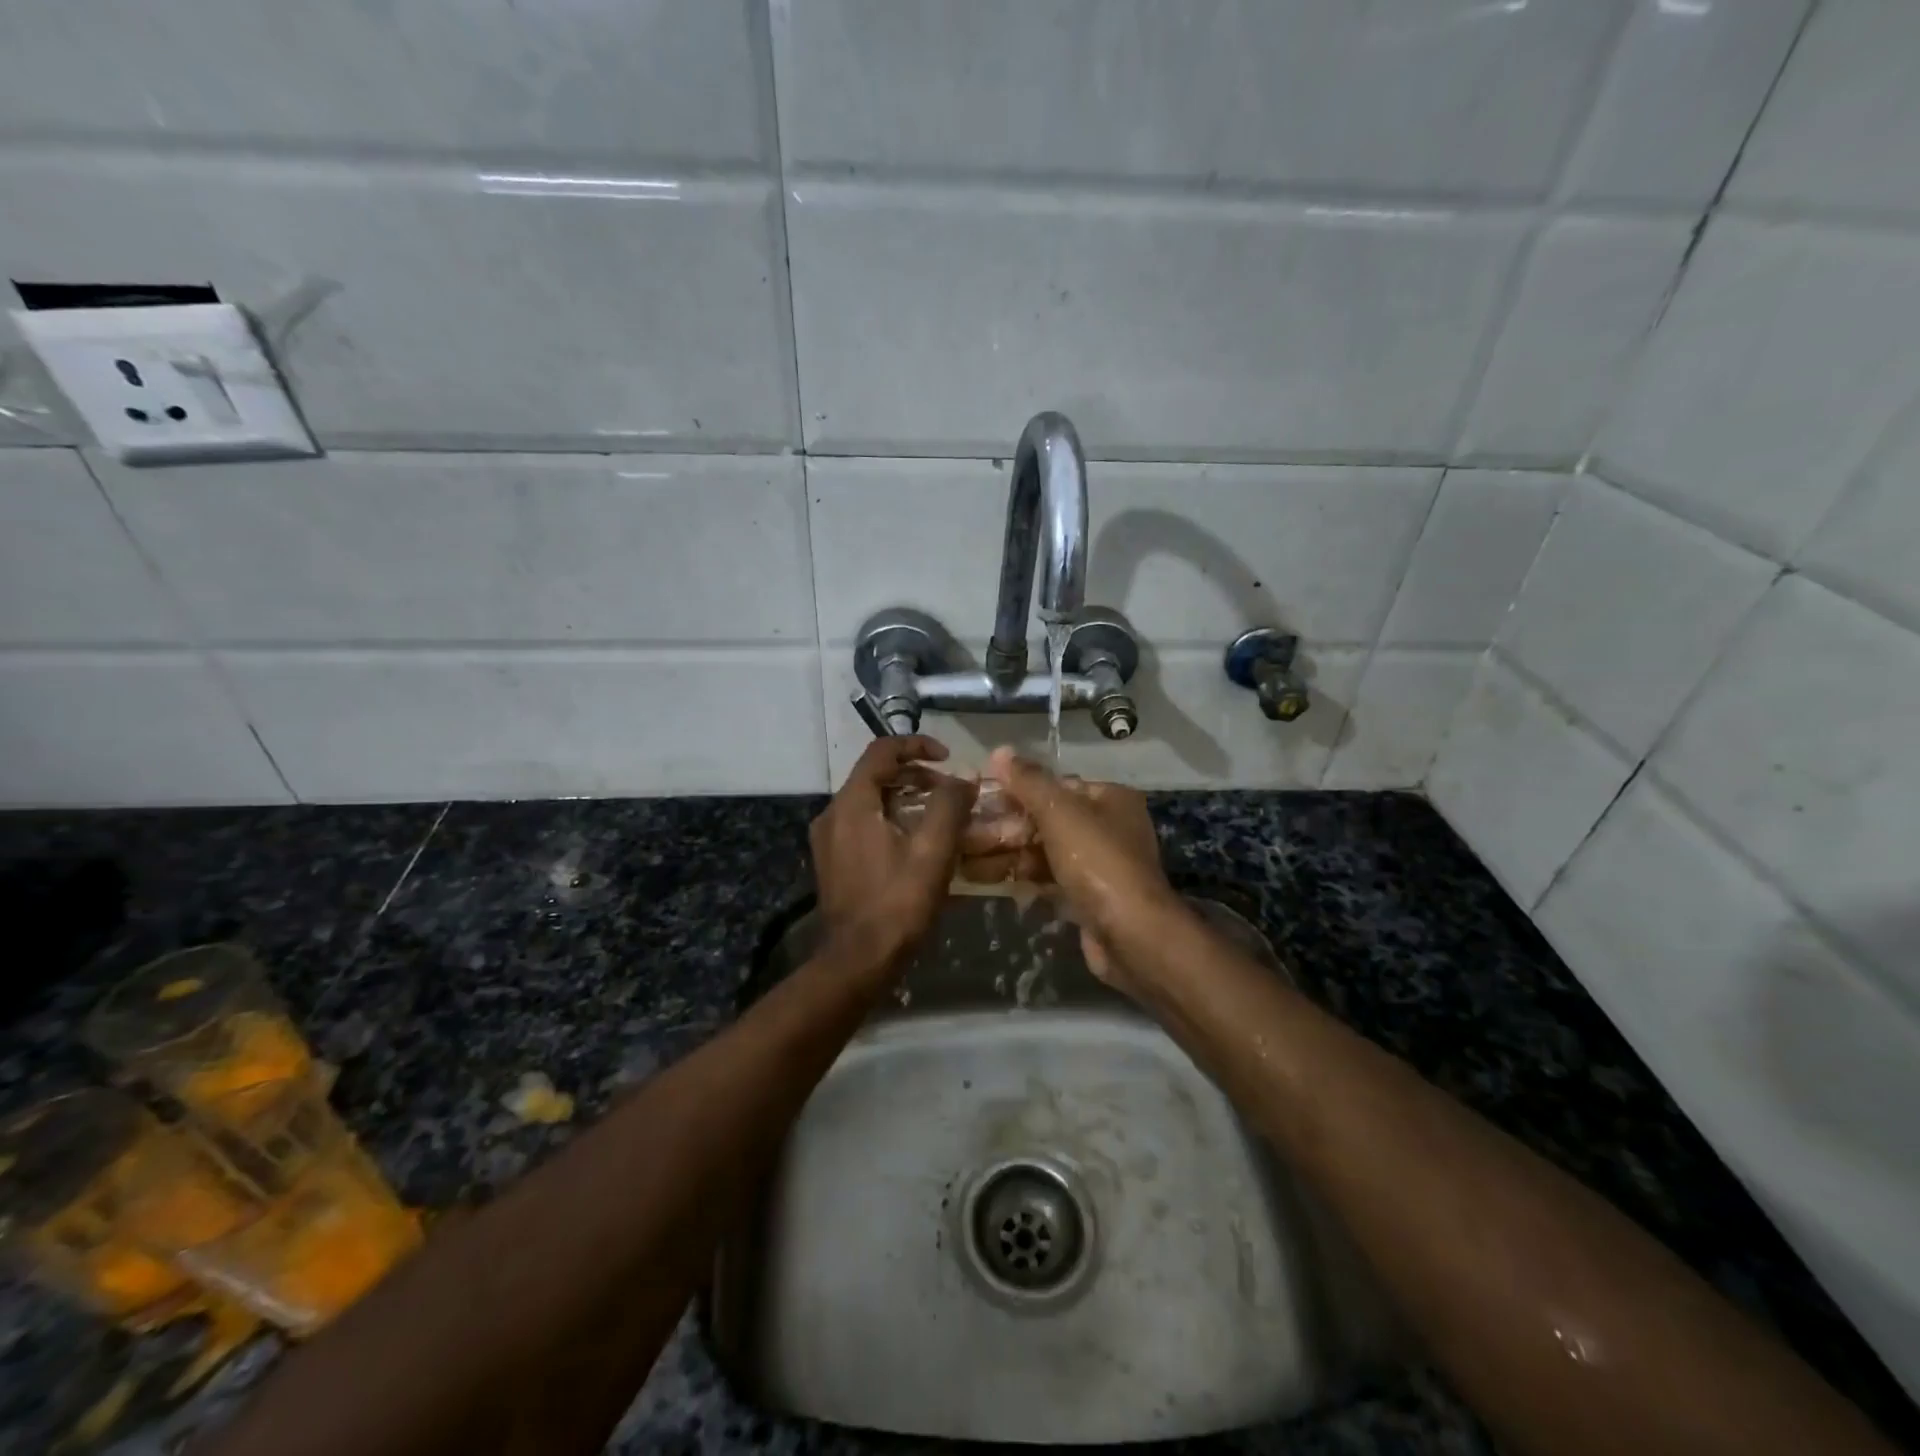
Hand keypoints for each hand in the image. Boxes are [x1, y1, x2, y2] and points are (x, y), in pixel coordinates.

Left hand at [811, 735, 975, 974]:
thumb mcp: (933, 851)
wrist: (857, 961)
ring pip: (870, 801)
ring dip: (905, 798)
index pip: (881, 751)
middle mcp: (833, 814)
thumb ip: (950, 805)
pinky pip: (863, 824)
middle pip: (875, 775)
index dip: (917, 746)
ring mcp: (828, 840)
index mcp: (852, 803)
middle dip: (916, 775)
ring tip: (940, 815)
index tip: (948, 757)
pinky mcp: (833, 862)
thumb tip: (964, 776)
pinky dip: (891, 820)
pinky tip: (917, 843)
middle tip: (951, 791)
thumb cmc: (897, 903)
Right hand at [980, 747, 1187, 987]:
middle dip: (1003, 828)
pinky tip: (985, 878)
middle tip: (962, 834)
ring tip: (963, 859)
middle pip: (1045, 819)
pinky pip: (1046, 877)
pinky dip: (1019, 876)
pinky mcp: (1086, 896)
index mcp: (1109, 798)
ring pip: (1042, 851)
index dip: (1014, 791)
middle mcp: (1106, 827)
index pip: (1054, 786)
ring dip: (1004, 853)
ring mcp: (1097, 864)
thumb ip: (1029, 782)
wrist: (1132, 936)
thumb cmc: (1098, 862)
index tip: (977, 799)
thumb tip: (1000, 751)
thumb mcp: (1060, 813)